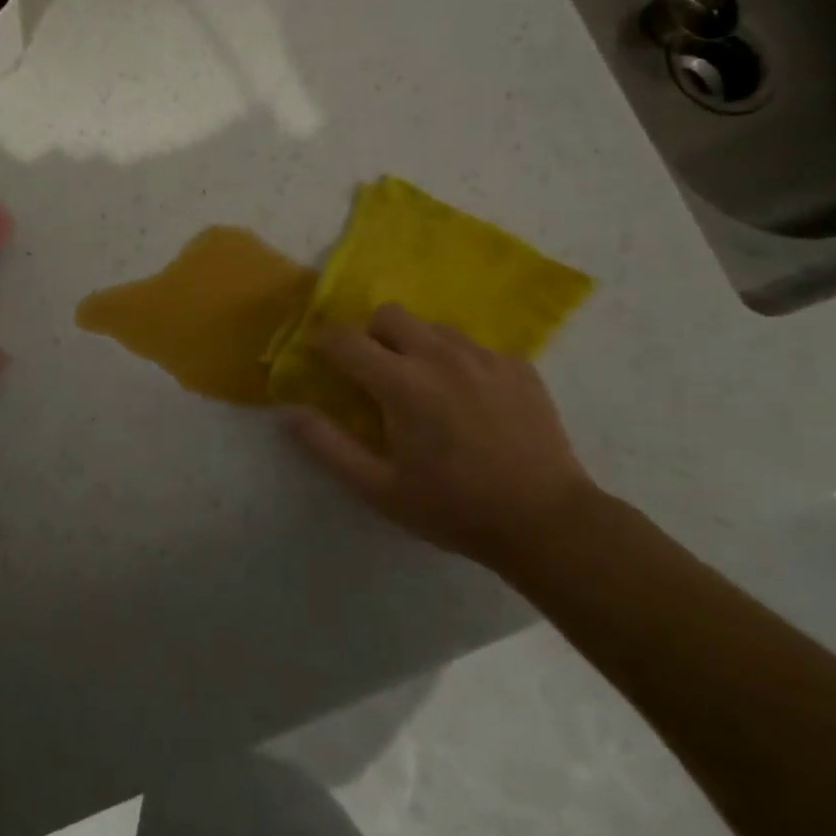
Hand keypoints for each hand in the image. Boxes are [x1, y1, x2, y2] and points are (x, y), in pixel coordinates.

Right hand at [286, 304, 599, 569]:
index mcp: (401, 382)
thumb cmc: (454, 507)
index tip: (321, 356)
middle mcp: (439, 355)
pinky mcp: (518, 366)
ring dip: (416, 346)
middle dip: (371, 334)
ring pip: (433, 327)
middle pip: (390, 314)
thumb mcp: (380, 489)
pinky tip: (471, 400)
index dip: (324, 342)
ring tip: (425, 386)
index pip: (346, 339)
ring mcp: (483, 356)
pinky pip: (475, 347)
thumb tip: (290, 413)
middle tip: (375, 372)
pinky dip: (460, 363)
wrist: (546, 521)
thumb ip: (328, 446)